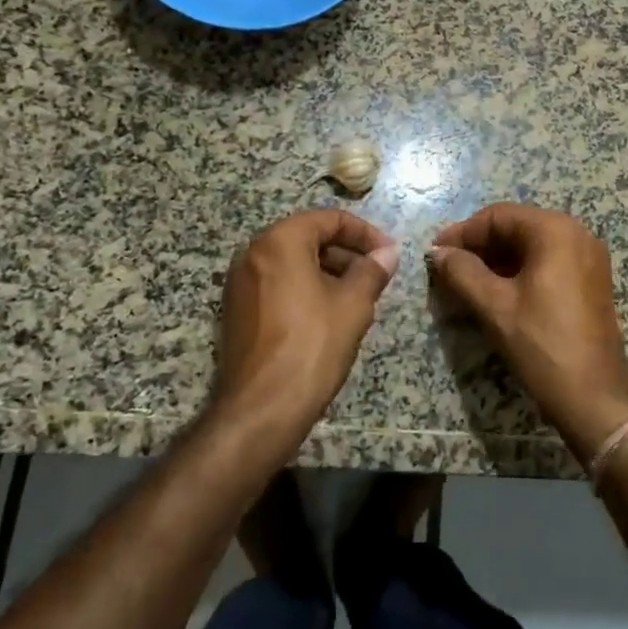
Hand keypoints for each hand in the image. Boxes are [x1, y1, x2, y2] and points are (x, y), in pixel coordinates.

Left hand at [216, 210, 398, 451]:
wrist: (261, 409)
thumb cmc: (312, 346)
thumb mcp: (353, 305)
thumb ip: (372, 271)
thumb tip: (387, 253)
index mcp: (279, 242)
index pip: (329, 219)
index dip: (365, 232)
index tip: (389, 253)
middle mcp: (253, 253)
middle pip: (308, 237)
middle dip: (346, 252)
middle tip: (376, 275)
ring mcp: (241, 283)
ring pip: (293, 262)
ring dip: (328, 271)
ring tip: (359, 296)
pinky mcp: (238, 311)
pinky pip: (278, 284)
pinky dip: (306, 288)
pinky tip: (330, 314)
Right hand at [428, 204, 627, 460]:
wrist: (594, 397)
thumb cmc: (542, 344)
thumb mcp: (495, 306)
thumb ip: (462, 272)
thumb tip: (438, 253)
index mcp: (555, 231)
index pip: (498, 216)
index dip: (463, 232)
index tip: (435, 252)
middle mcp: (576, 234)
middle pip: (516, 227)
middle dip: (479, 246)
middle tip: (447, 268)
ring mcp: (588, 258)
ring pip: (531, 246)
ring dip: (497, 260)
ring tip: (465, 281)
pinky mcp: (590, 281)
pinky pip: (548, 263)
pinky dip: (519, 271)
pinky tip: (495, 291)